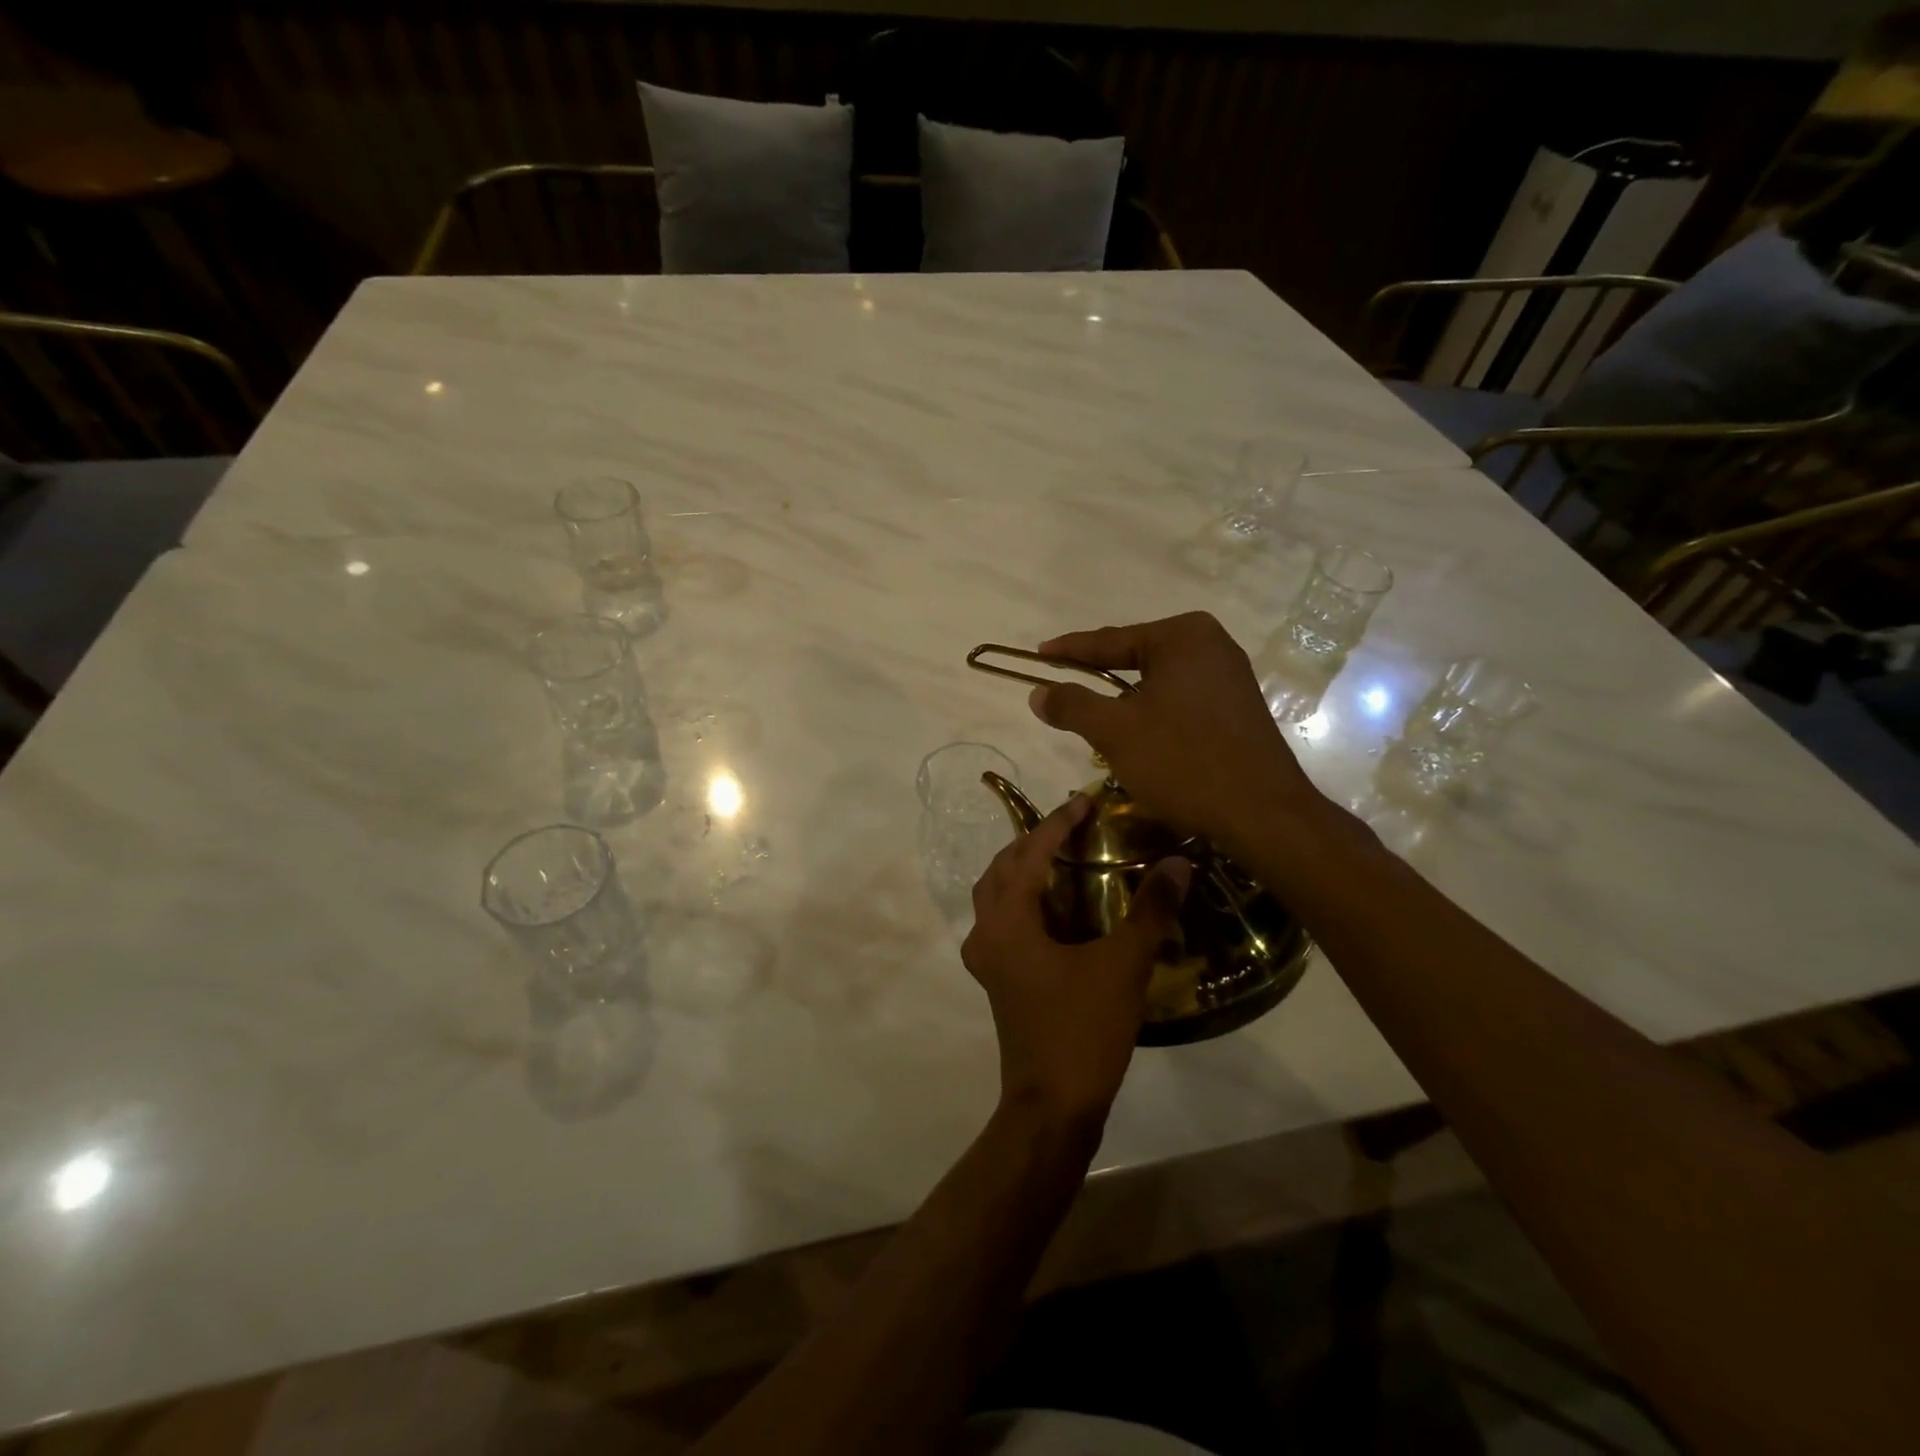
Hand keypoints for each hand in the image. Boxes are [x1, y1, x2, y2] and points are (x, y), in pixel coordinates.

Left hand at [961, 794, 1190, 1126]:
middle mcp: (986, 933)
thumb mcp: (1123, 966)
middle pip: (1002, 869)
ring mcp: (986, 960)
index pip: (1030, 854)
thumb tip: (1179, 862)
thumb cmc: (1082, 1029)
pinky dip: (1024, 901)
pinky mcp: (997, 980)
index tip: (1085, 800)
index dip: (1057, 823)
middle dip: (1033, 841)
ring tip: (1061, 857)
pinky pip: (1003, 922)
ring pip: (996, 896)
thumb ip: (1151, 911)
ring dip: (1023, 870)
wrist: (1052, 1106)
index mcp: (1008, 921)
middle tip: (1072, 826)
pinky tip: (1055, 909)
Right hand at [1028, 612, 1322, 858]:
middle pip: (1136, 657)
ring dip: (1126, 700)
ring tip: (1094, 714)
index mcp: (1182, 636)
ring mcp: (1230, 675)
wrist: (1262, 813)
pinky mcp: (1238, 706)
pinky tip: (1139, 734)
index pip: (1110, 640)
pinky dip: (1153, 712)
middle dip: (1098, 675)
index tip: (1038, 654)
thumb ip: (1072, 705)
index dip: (1069, 650)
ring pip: (1158, 681)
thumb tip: (1038, 692)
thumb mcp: (1115, 731)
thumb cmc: (1183, 761)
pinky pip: (1181, 699)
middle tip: (1062, 686)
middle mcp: (1211, 644)